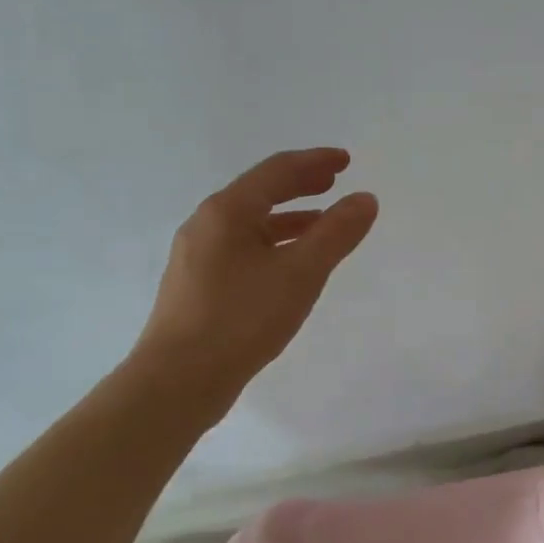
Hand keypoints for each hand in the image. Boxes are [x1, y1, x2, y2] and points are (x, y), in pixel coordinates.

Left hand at [135, 148, 377, 395]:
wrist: (178, 382)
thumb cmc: (242, 318)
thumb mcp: (301, 272)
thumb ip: (337, 232)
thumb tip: (365, 199)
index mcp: (228, 212)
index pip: (277, 171)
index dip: (315, 161)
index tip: (346, 161)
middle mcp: (207, 225)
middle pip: (260, 191)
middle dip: (300, 183)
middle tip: (334, 181)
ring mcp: (198, 255)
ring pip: (252, 222)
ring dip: (290, 215)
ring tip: (323, 221)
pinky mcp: (199, 284)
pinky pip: (244, 246)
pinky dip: (275, 242)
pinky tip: (292, 262)